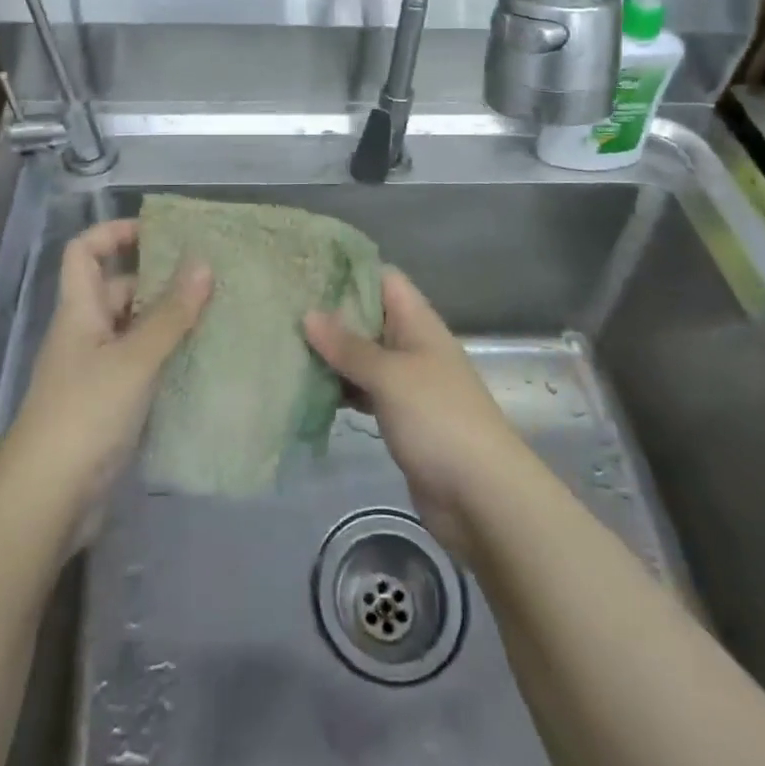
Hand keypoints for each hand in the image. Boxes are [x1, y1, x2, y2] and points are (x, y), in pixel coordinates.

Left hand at [0, 219, 211, 542]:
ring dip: (169, 322)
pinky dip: (167, 358)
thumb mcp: (133, 359)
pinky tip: (203, 362)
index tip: (159, 232)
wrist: (46, 501)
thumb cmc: (85, 415)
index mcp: (79, 312)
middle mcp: (85, 335)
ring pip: (135, 330)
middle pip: (118, 290)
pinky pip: (142, 366)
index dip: (114, 233)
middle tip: (210, 279)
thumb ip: (170, 314)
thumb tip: (203, 263)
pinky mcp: (109, 405)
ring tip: (218, 315)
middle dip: (159, 281)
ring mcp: (96, 372)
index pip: (84, 253)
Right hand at [305, 268, 539, 559]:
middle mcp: (413, 346)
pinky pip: (365, 392)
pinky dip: (341, 389)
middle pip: (370, 317)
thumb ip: (349, 346)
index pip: (383, 279)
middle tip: (283, 309)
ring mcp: (408, 384)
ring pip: (364, 357)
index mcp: (419, 323)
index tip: (306, 270)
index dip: (348, 271)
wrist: (481, 495)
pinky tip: (308, 391)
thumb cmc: (438, 419)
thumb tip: (309, 314)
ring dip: (332, 355)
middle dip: (331, 315)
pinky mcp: (401, 418)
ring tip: (285, 345)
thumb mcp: (390, 376)